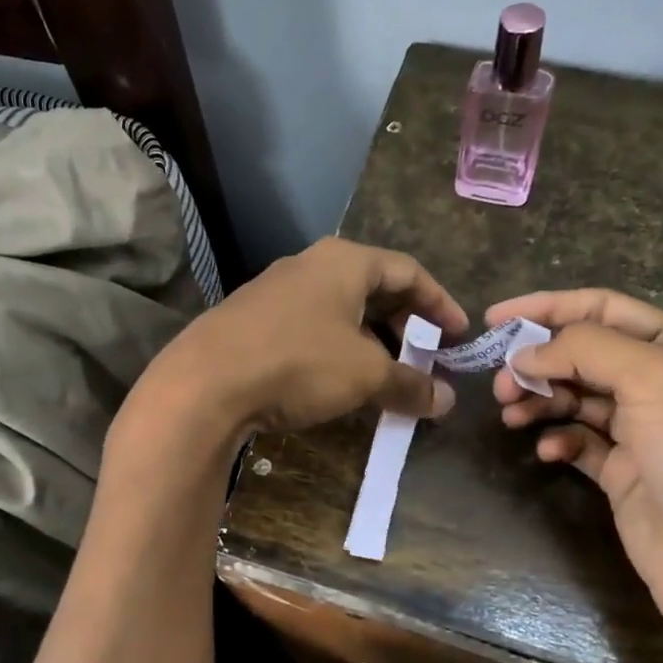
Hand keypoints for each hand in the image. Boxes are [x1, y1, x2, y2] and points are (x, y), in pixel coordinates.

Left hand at [131, 237, 466, 439]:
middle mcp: (309, 266)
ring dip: (369, 340)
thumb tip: (447, 400)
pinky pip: (310, 327)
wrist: (204, 384)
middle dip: (403, 322)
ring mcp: (275, 291)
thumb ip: (411, 384)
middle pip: (373, 287)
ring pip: (339, 309)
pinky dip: (336, 349)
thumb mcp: (365, 375)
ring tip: (386, 373)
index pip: (408, 271)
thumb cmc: (298, 363)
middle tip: (424, 354)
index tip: (459, 334)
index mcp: (344, 262)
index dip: (439, 303)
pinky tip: (338, 380)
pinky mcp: (251, 320)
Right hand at [490, 289, 662, 662]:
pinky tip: (548, 452)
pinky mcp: (622, 472)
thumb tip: (526, 353)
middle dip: (538, 361)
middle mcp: (661, 383)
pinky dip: (558, 440)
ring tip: (511, 414)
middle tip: (501, 383)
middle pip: (582, 354)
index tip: (494, 318)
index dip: (547, 308)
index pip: (603, 309)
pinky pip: (578, 441)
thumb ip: (586, 349)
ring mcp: (641, 430)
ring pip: (574, 398)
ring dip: (540, 399)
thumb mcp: (654, 380)